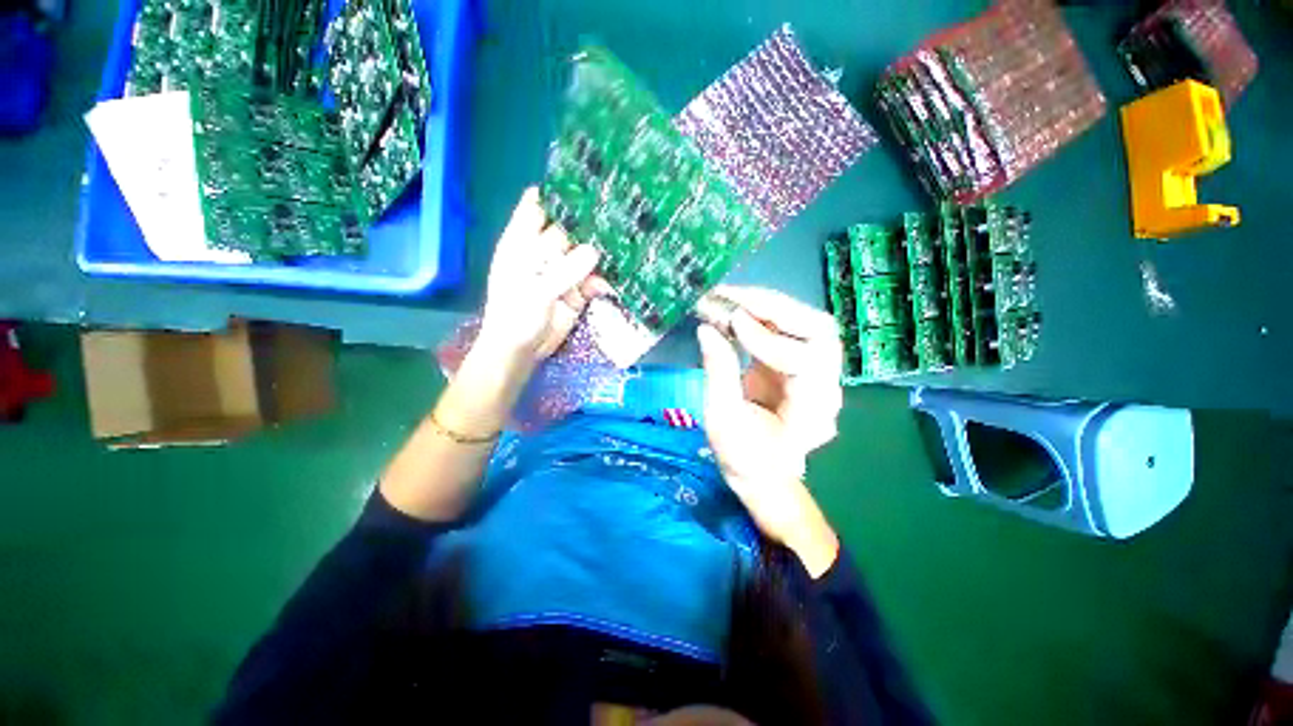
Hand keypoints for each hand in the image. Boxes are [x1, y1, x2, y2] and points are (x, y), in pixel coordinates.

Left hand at [476, 187, 609, 369]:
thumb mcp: (535, 291)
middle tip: (620, 213)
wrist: (521, 352)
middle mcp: (544, 251)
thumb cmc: (515, 316)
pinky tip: (618, 277)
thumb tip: (595, 251)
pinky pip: (594, 280)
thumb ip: (564, 271)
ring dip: (603, 252)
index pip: (539, 206)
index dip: (560, 194)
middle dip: (591, 223)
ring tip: (627, 242)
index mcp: (523, 241)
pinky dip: (605, 280)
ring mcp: (562, 272)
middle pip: (570, 229)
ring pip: (586, 254)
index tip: (587, 186)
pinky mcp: (576, 291)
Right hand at [697, 286, 843, 576]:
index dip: (768, 338)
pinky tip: (734, 309)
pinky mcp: (797, 362)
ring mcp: (815, 370)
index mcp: (814, 409)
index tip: (732, 322)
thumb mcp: (723, 421)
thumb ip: (718, 373)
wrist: (763, 474)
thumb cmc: (744, 458)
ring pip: (805, 323)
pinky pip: (786, 330)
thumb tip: (706, 328)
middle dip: (773, 307)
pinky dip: (760, 316)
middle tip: (732, 295)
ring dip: (767, 305)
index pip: (806, 358)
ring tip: (730, 297)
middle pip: (817, 329)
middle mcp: (826, 384)